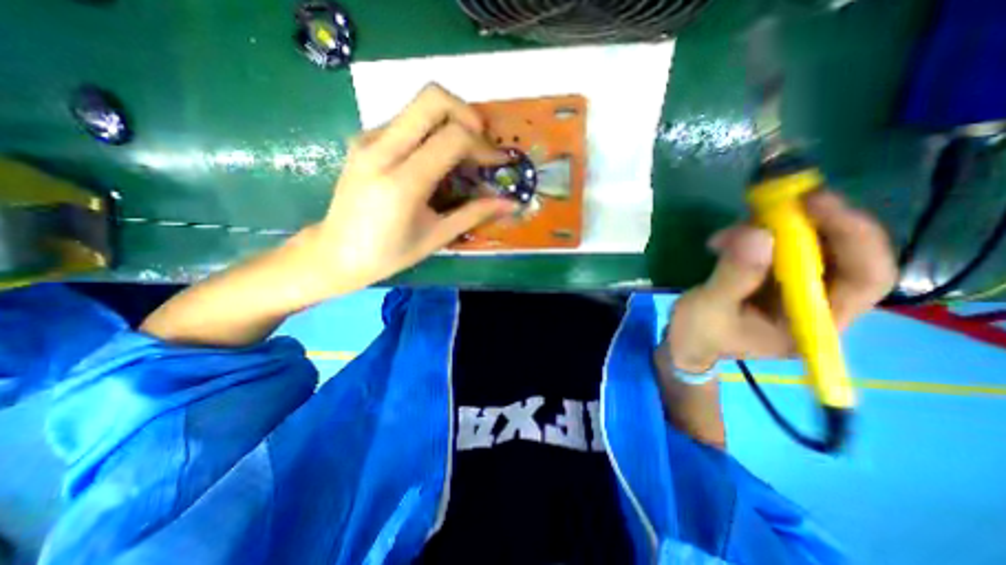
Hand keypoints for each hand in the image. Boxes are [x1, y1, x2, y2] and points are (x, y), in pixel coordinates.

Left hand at [307, 83, 513, 294]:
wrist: (335, 253)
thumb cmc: (388, 254)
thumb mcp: (436, 237)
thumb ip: (474, 214)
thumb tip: (510, 203)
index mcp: (401, 182)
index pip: (453, 138)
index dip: (483, 146)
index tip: (497, 164)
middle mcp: (380, 149)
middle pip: (432, 99)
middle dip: (467, 115)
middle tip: (481, 144)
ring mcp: (368, 140)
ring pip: (418, 106)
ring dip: (450, 121)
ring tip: (463, 155)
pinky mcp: (363, 139)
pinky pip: (406, 121)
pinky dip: (430, 131)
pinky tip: (435, 160)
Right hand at [666, 192, 894, 372]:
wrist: (686, 341)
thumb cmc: (698, 334)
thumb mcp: (710, 308)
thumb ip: (734, 276)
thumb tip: (758, 233)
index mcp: (813, 324)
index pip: (864, 278)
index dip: (853, 236)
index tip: (816, 203)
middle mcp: (816, 303)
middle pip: (843, 253)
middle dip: (812, 222)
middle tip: (781, 197)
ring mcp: (795, 288)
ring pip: (808, 245)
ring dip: (774, 227)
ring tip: (729, 231)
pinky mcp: (773, 276)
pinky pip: (779, 245)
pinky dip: (757, 233)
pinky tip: (726, 237)